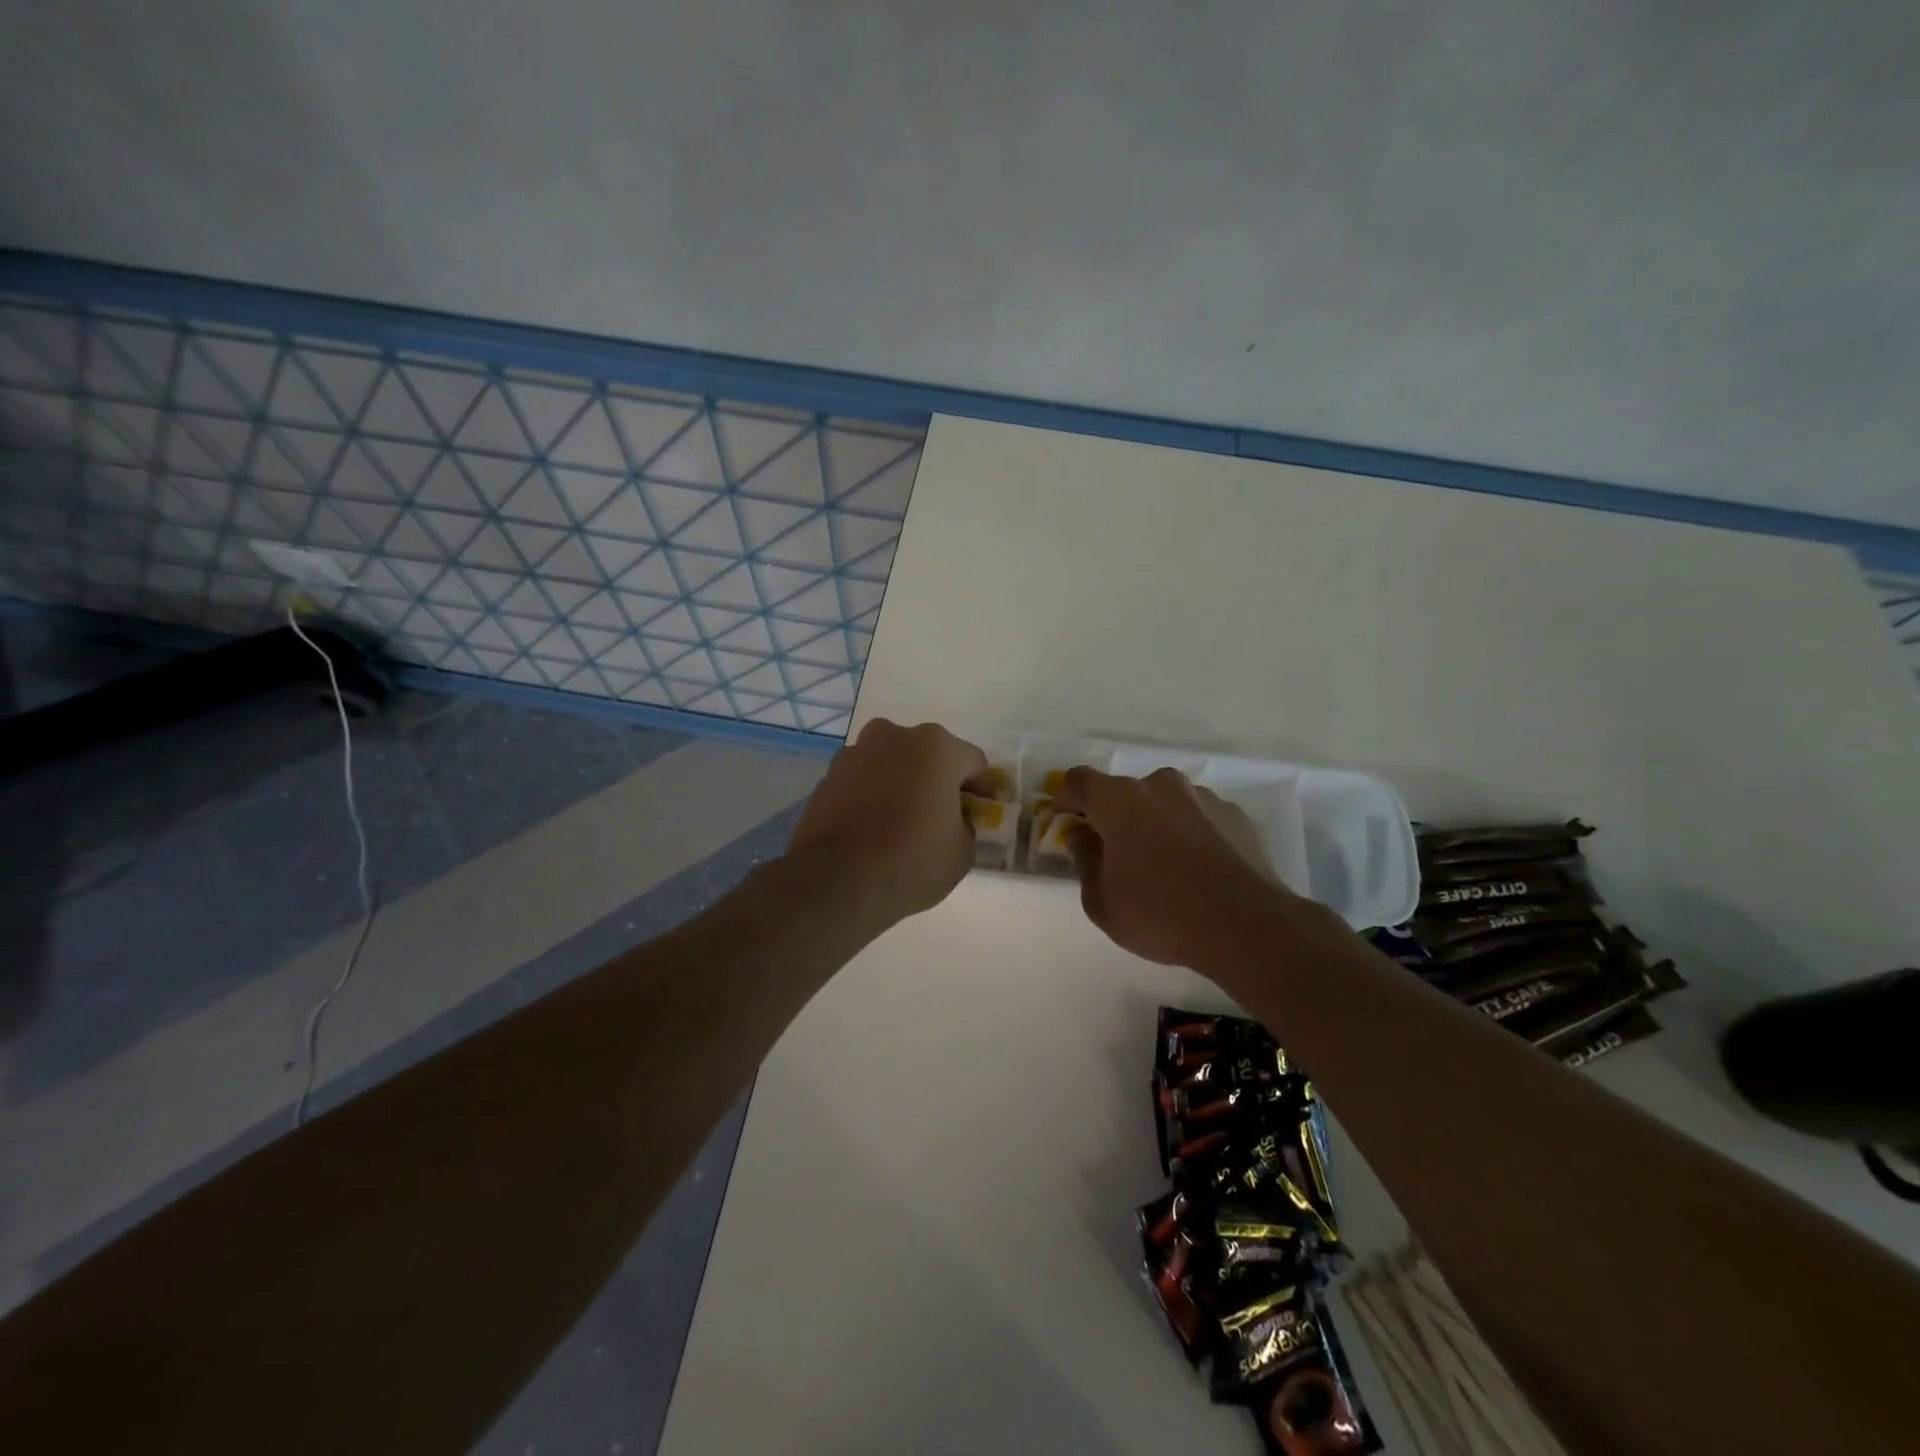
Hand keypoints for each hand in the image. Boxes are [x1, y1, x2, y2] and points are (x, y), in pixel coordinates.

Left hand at [785, 719, 990, 930]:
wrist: (834, 882)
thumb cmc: (911, 862)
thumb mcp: (962, 852)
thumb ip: (966, 825)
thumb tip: (953, 820)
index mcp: (936, 747)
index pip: (972, 762)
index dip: (981, 789)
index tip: (981, 813)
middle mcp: (893, 737)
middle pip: (928, 756)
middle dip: (938, 781)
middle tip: (942, 816)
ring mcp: (855, 753)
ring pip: (892, 765)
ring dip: (902, 785)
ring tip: (903, 823)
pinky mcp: (827, 776)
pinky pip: (863, 781)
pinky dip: (873, 796)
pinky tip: (873, 829)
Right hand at [1054, 766, 1295, 968]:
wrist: (1246, 926)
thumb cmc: (1160, 914)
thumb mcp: (1101, 901)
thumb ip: (1084, 860)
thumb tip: (1081, 835)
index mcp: (1119, 800)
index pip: (1078, 781)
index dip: (1066, 799)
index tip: (1067, 824)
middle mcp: (1160, 785)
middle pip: (1124, 792)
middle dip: (1115, 817)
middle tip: (1117, 856)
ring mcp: (1202, 797)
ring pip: (1165, 803)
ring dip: (1155, 824)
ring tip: (1165, 867)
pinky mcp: (1235, 814)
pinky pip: (1199, 817)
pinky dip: (1190, 834)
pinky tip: (1199, 871)